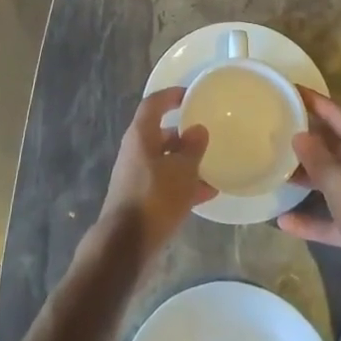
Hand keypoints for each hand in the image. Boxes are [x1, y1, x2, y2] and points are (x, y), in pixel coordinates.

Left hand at [96, 87, 214, 257]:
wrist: (126, 245)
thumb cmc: (155, 198)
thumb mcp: (182, 171)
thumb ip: (192, 148)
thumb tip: (197, 129)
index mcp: (141, 136)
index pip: (153, 104)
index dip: (170, 96)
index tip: (190, 95)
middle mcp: (135, 152)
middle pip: (160, 133)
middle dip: (183, 134)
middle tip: (206, 134)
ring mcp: (136, 176)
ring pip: (164, 161)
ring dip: (186, 163)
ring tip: (213, 167)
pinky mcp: (141, 199)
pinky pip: (165, 183)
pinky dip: (183, 184)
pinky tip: (207, 194)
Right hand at [279, 89, 340, 298]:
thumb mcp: (340, 182)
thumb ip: (317, 158)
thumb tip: (300, 135)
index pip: (337, 115)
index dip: (314, 101)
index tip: (290, 90)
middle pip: (335, 147)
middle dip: (308, 140)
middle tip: (276, 130)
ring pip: (333, 182)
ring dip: (308, 179)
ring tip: (276, 172)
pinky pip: (334, 218)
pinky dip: (312, 220)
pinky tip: (284, 222)